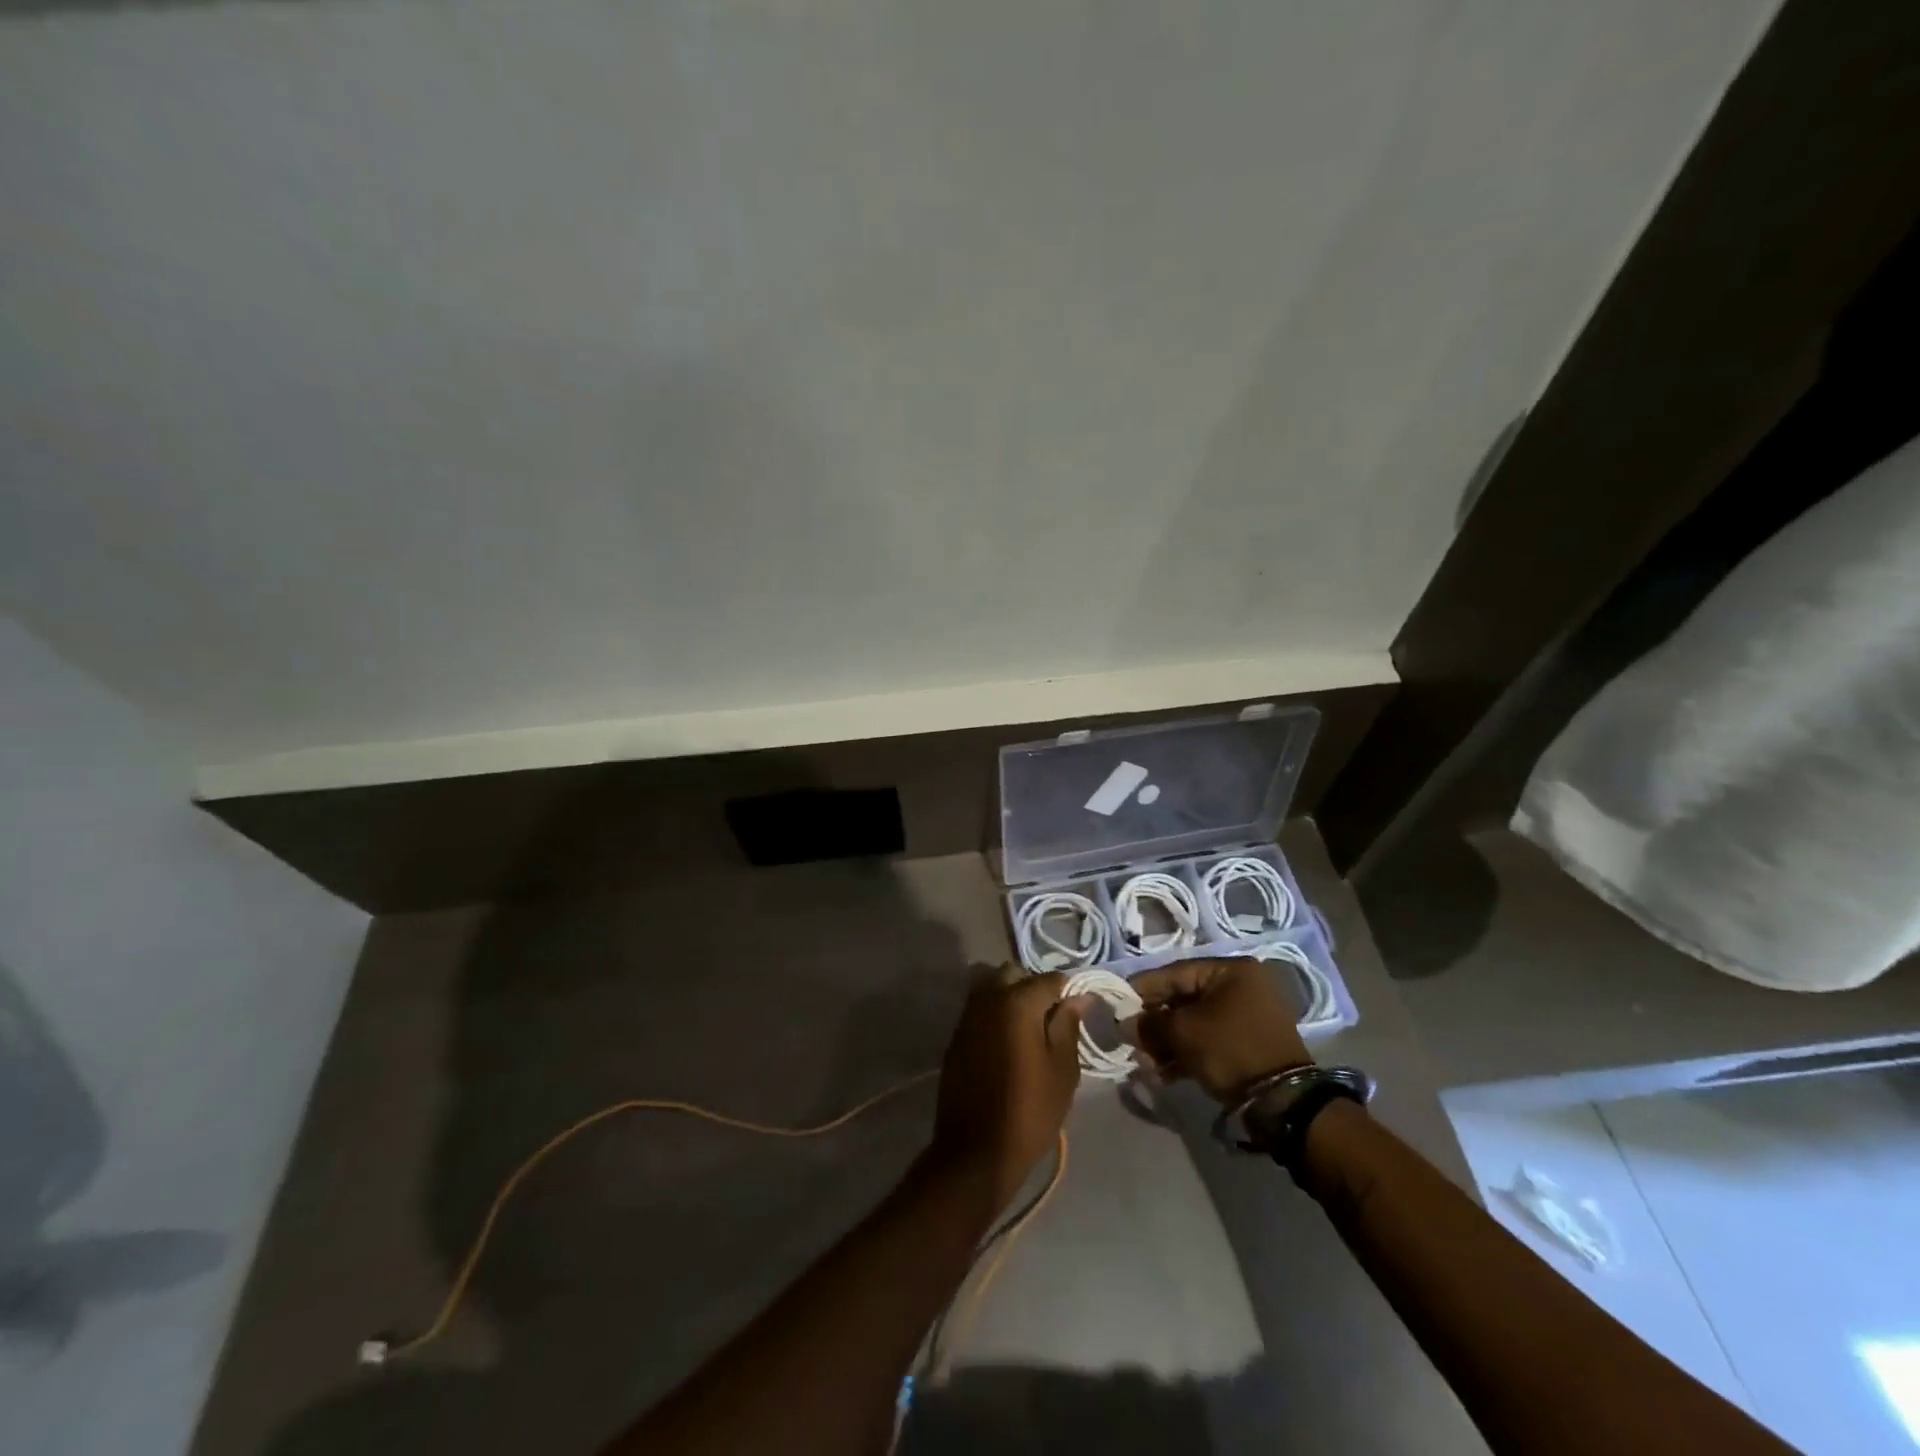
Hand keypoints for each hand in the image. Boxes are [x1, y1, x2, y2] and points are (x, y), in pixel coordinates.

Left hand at [929, 967, 1087, 1209]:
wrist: (975, 1151)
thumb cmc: (1030, 1111)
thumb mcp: (1062, 1070)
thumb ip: (1068, 1025)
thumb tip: (1079, 996)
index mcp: (1018, 1002)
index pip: (1051, 979)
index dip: (1069, 992)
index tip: (1079, 1012)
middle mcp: (988, 998)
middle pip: (1015, 974)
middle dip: (1035, 988)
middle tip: (1052, 1020)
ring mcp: (968, 1015)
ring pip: (992, 987)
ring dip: (1011, 997)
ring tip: (1029, 1031)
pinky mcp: (956, 1034)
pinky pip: (979, 1008)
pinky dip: (995, 1013)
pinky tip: (1008, 1043)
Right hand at [1128, 956, 1310, 1102]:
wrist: (1282, 1102)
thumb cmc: (1230, 1050)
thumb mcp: (1184, 1033)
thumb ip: (1150, 1023)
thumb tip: (1125, 1023)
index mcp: (1231, 971)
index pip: (1175, 973)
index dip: (1143, 989)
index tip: (1118, 1004)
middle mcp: (1242, 986)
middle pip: (1184, 999)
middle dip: (1155, 1023)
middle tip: (1131, 1040)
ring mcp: (1248, 1015)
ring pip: (1195, 1022)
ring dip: (1167, 1042)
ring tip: (1145, 1063)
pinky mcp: (1248, 1042)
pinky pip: (1209, 1039)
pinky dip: (1187, 1053)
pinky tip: (1164, 1072)